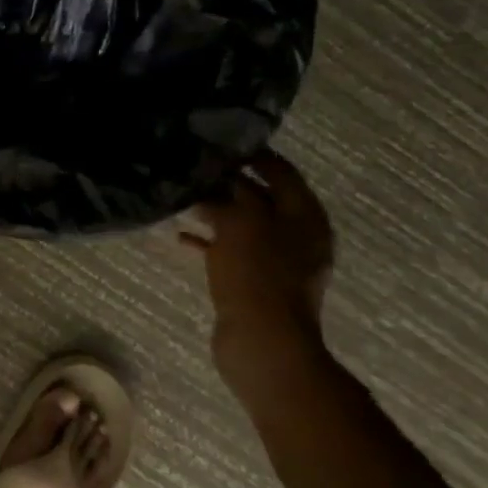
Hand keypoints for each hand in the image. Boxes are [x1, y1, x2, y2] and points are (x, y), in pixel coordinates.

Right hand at [181, 151, 334, 386]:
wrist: (263, 343)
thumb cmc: (258, 275)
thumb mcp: (243, 222)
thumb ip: (232, 194)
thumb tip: (219, 178)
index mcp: (305, 216)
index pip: (281, 171)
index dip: (254, 156)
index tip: (221, 144)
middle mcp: (296, 235)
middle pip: (261, 198)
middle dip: (229, 183)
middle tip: (194, 169)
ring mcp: (276, 262)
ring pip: (243, 225)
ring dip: (215, 212)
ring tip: (183, 198)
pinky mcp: (255, 283)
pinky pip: (231, 252)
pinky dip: (210, 242)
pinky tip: (182, 237)